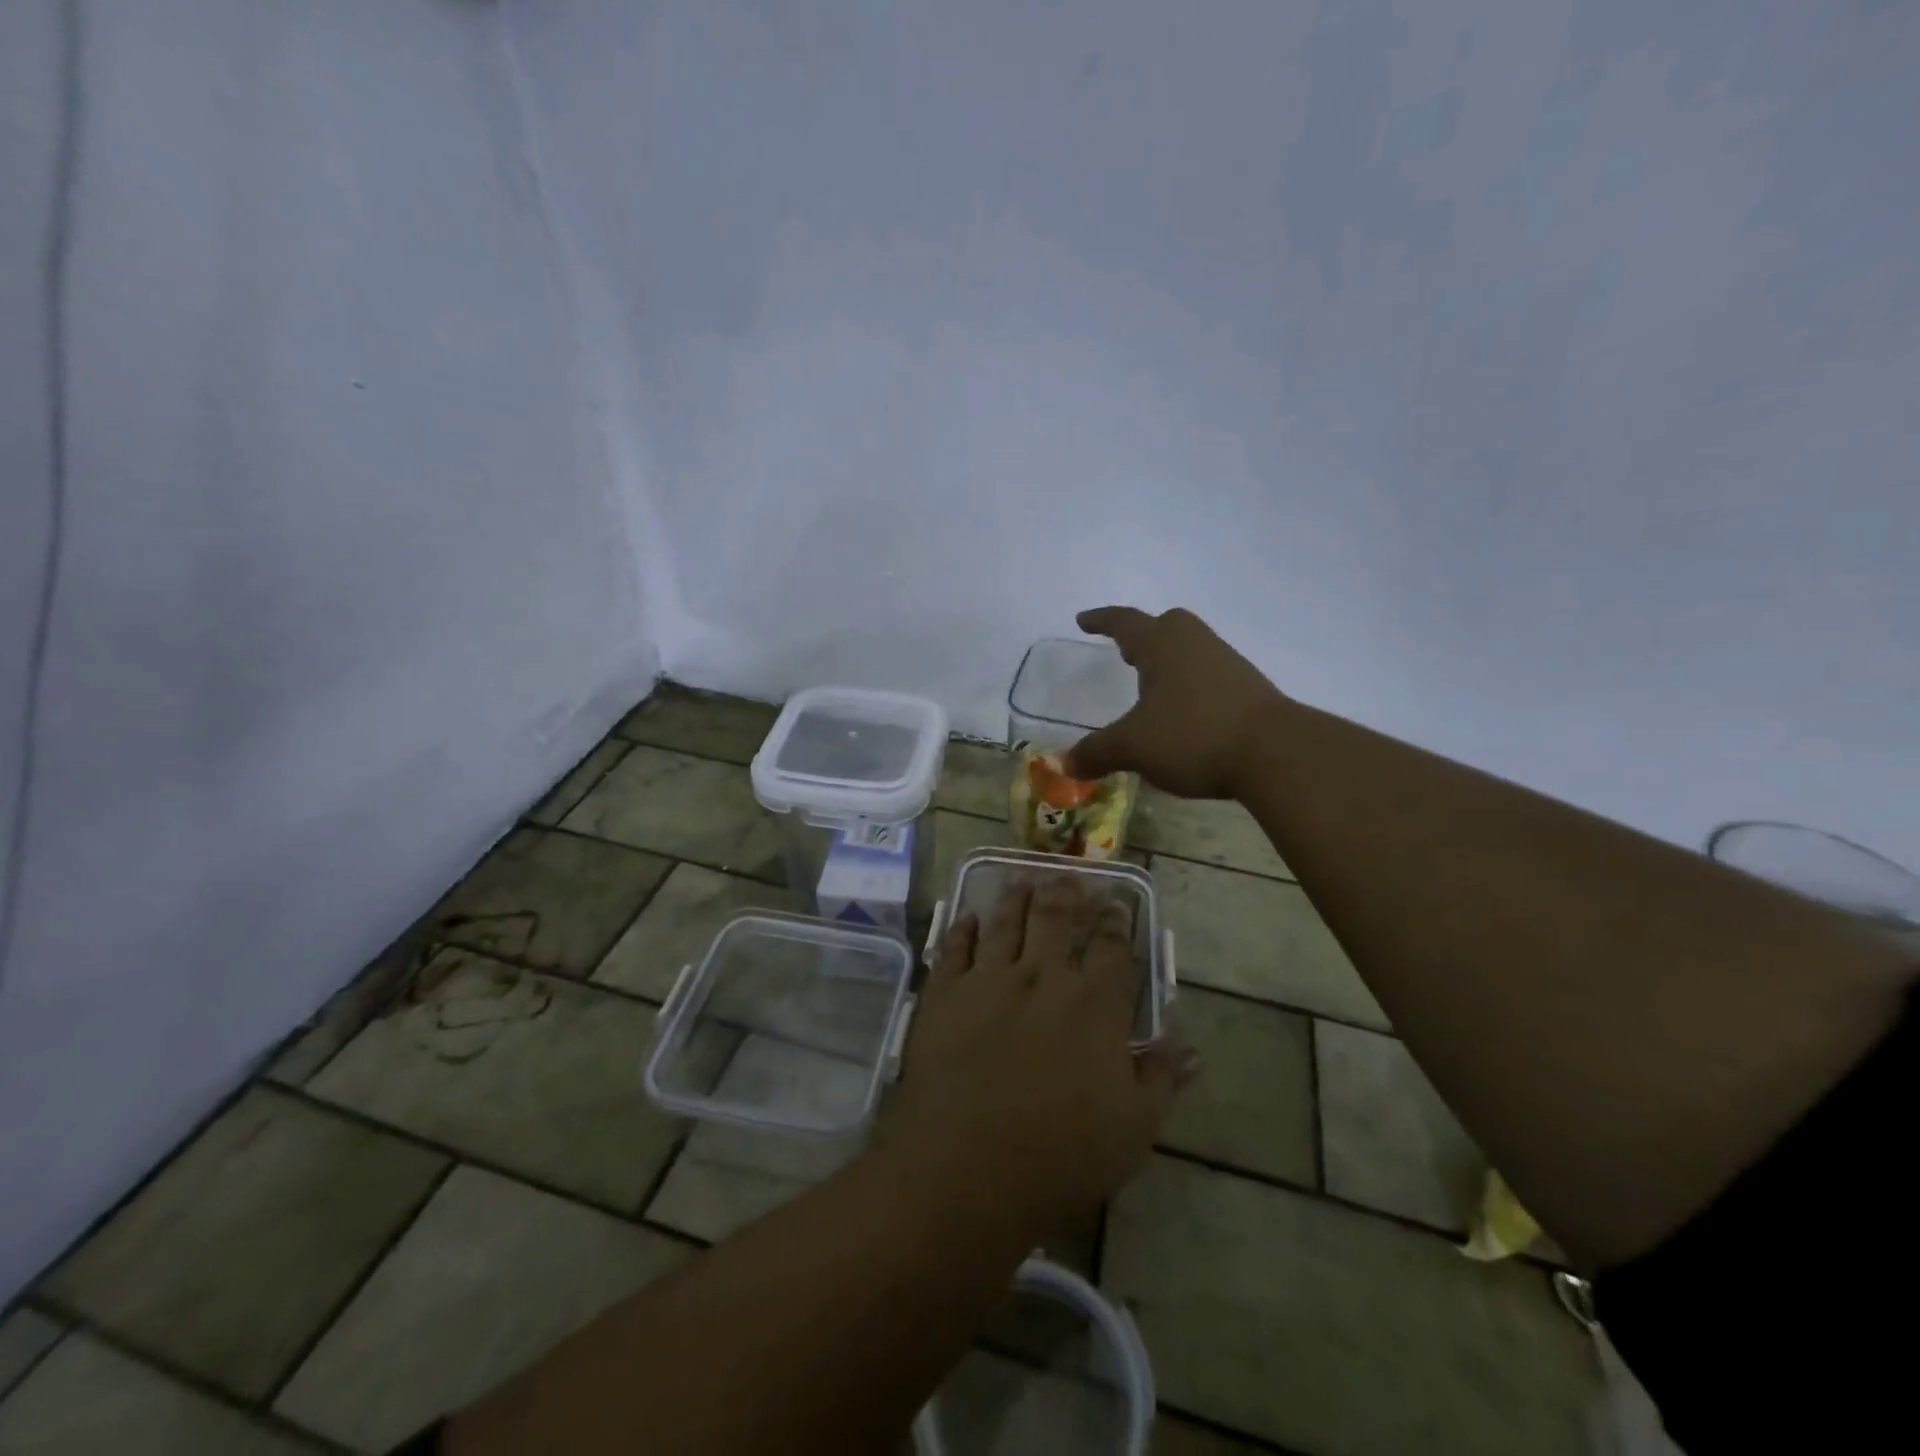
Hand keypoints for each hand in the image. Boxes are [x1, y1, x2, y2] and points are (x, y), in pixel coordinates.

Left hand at [887, 877, 1193, 1239]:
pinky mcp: (946, 994)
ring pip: (1005, 924)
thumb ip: (1161, 1079)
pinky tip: (967, 916)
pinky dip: (962, 929)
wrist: (969, 1165)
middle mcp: (1042, 977)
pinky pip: (954, 950)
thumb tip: (1190, 1046)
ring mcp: (989, 981)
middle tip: (1070, 875)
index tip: (1117, 903)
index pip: (1111, 949)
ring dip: (1015, 898)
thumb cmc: (1062, 1153)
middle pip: (1056, 920)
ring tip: (1021, 876)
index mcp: (1093, 1004)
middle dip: (1067, 894)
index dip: (1116, 922)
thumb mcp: (1133, 1128)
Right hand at [1067, 606, 1287, 799]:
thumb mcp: (1134, 746)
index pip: (1125, 622)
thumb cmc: (1193, 735)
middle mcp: (1196, 644)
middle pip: (1168, 624)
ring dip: (1169, 661)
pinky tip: (1185, 713)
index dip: (1101, 620)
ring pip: (1192, 649)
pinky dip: (1191, 685)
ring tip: (1153, 687)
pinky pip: (1210, 674)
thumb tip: (1066, 764)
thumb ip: (1098, 751)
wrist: (1275, 753)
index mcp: (1163, 645)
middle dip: (1144, 634)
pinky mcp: (1249, 689)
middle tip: (1126, 652)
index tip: (1083, 619)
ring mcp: (1227, 664)